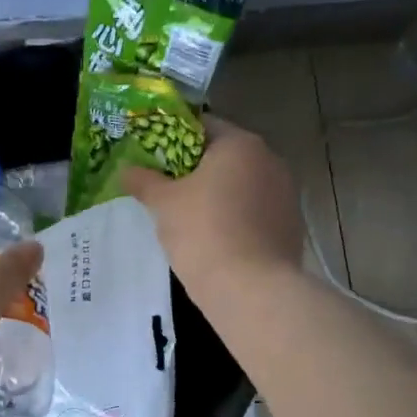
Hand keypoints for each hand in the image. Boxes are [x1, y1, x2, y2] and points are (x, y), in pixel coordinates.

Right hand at [120, 117, 304, 292]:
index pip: (203, 126)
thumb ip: (144, 180)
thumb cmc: (203, 233)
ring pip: (242, 186)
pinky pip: (255, 213)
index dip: (174, 138)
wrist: (250, 290)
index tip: (154, 158)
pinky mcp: (290, 227)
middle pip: (225, 157)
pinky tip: (215, 240)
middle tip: (166, 188)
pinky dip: (235, 219)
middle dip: (196, 170)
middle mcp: (270, 160)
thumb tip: (127, 169)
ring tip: (188, 218)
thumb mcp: (164, 204)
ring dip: (218, 196)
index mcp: (241, 144)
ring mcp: (286, 195)